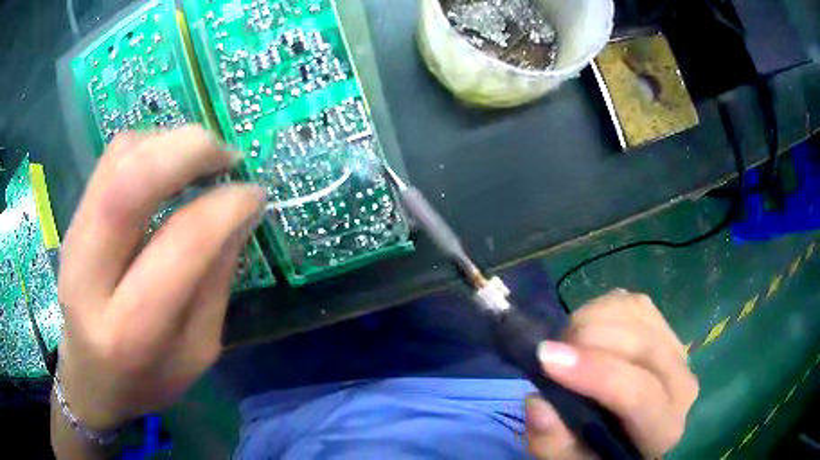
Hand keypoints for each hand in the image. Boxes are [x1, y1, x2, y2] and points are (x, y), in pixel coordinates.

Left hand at [57, 126, 265, 430]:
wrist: (90, 378)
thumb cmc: (148, 379)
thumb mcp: (198, 351)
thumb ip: (215, 282)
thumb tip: (239, 211)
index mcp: (130, 330)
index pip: (180, 244)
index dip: (226, 206)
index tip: (255, 194)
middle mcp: (89, 277)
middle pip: (131, 182)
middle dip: (189, 151)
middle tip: (228, 156)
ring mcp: (74, 240)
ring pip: (119, 158)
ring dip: (169, 142)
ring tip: (202, 158)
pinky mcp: (73, 220)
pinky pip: (110, 159)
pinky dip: (148, 145)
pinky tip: (168, 164)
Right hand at [525, 290, 698, 458]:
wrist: (627, 435)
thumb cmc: (597, 453)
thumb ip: (553, 444)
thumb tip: (538, 402)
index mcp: (663, 430)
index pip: (639, 394)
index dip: (594, 373)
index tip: (544, 357)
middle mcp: (682, 385)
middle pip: (642, 345)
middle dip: (589, 339)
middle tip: (548, 351)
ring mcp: (677, 349)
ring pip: (638, 314)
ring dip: (592, 320)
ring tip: (565, 345)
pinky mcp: (665, 326)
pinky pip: (632, 302)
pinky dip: (601, 308)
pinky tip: (586, 331)